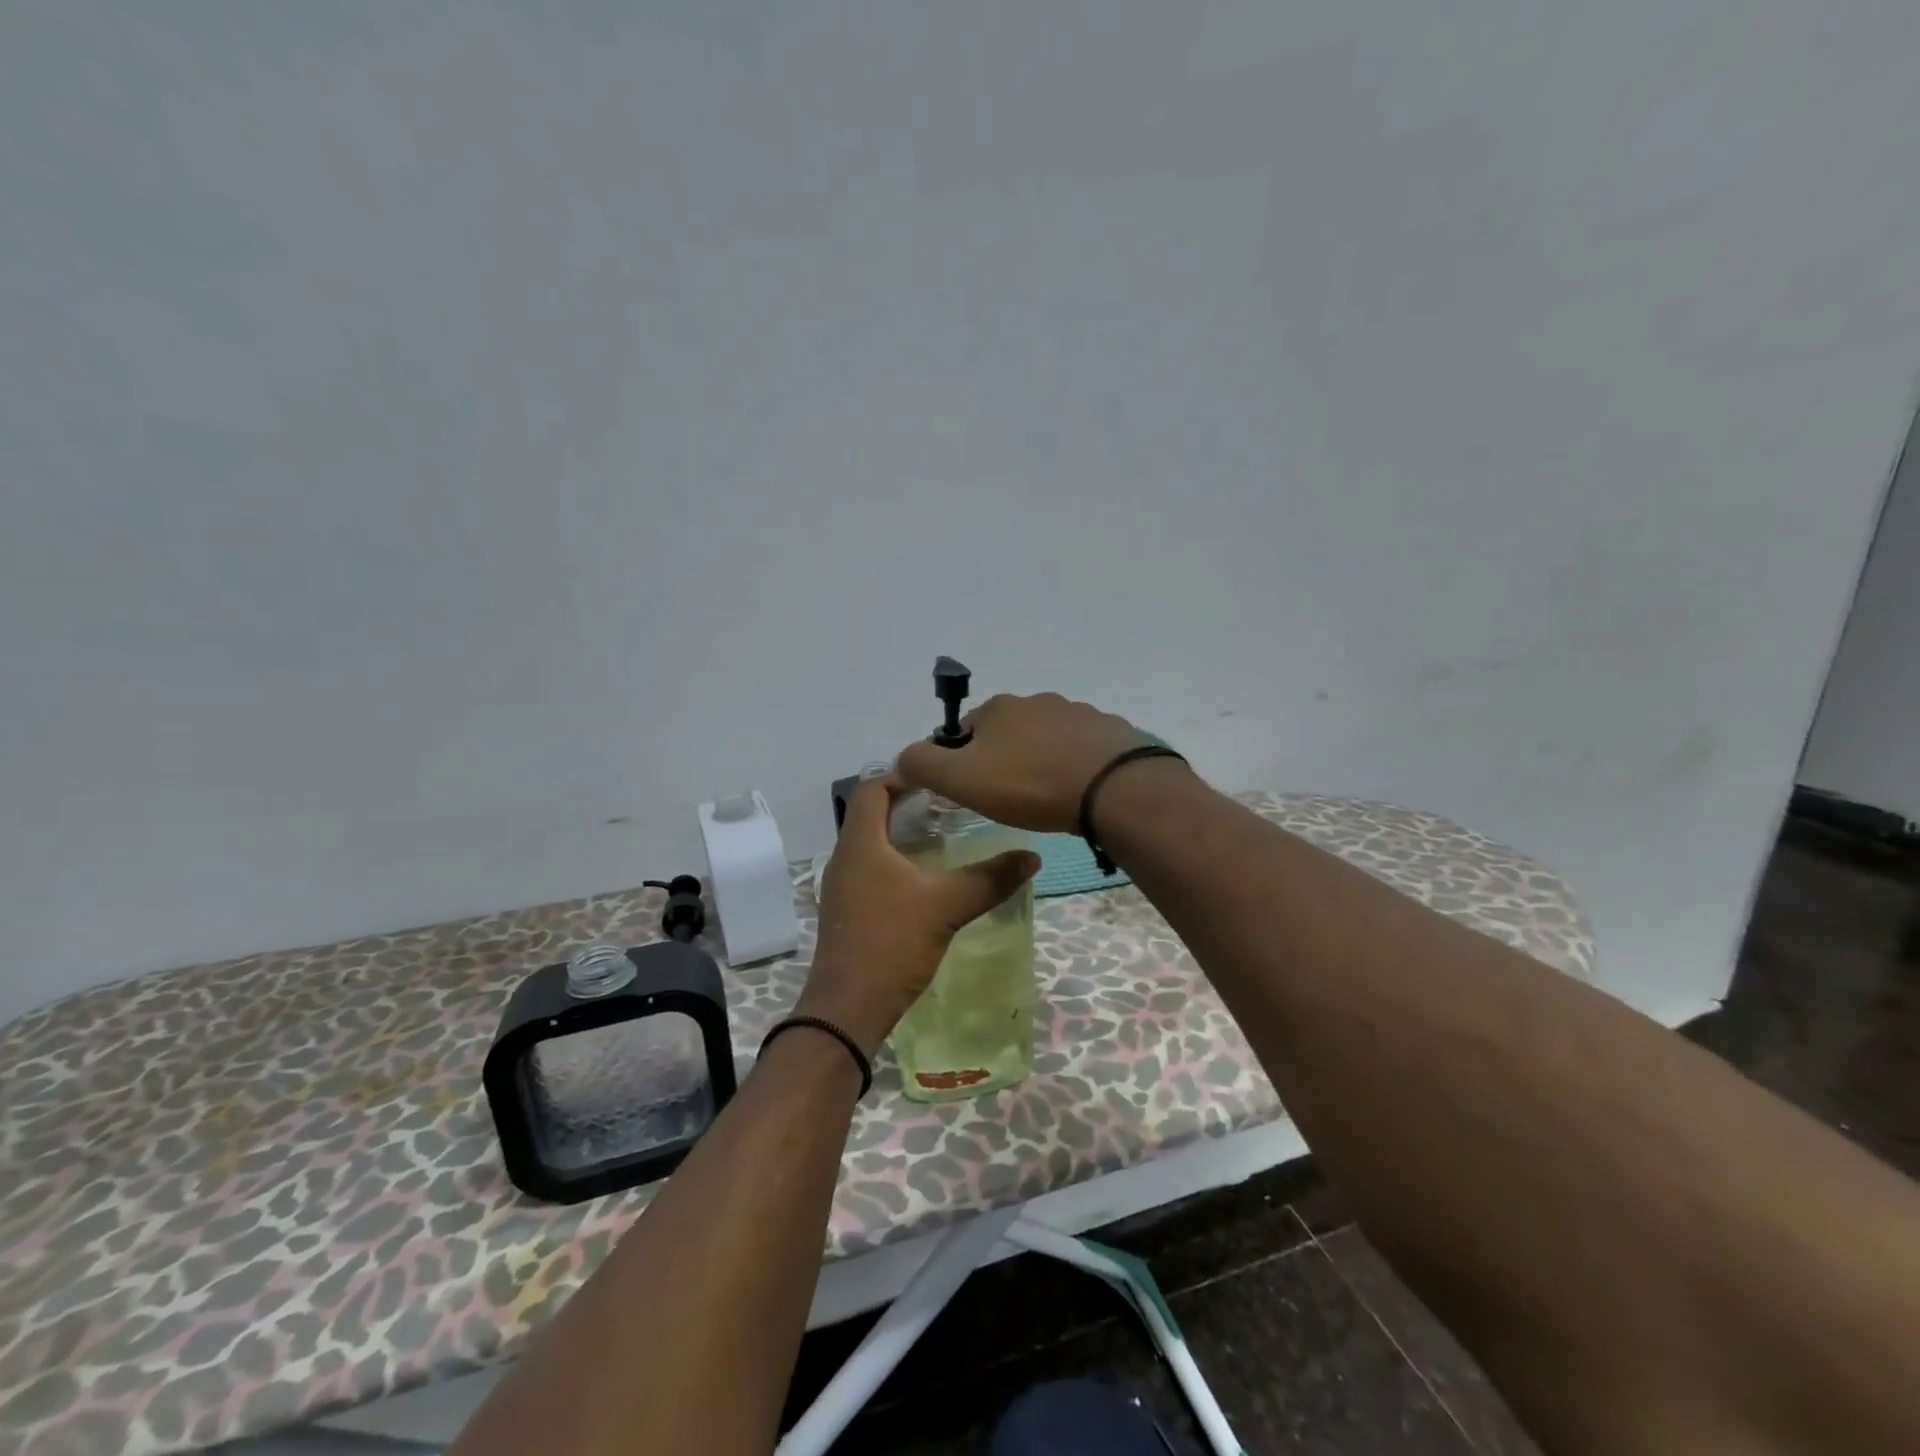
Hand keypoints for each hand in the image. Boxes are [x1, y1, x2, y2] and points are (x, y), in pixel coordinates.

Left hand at [798, 775, 1039, 1058]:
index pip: (872, 789)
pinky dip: (896, 860)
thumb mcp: (946, 907)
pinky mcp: (848, 911)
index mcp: (860, 844)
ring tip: (943, 833)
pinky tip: (925, 876)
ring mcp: (842, 887)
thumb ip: (989, 879)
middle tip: (949, 802)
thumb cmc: (891, 944)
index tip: (938, 775)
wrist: (847, 1010)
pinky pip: (870, 869)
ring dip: (901, 833)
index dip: (902, 775)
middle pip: (871, 814)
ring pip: (871, 843)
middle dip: (907, 803)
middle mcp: (845, 858)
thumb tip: (1032, 857)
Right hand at [895, 692, 1163, 832]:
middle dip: (1004, 761)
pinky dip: (1074, 766)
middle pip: (1007, 734)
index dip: (962, 762)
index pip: (965, 732)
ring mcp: (1078, 713)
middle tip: (1011, 799)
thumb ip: (923, 765)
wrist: (1114, 789)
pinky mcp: (1110, 732)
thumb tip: (903, 757)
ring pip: (1045, 740)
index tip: (973, 792)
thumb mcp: (962, 779)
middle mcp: (1037, 701)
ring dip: (1041, 762)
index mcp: (999, 708)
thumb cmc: (1031, 784)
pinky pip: (1081, 749)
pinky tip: (1079, 792)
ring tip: (1047, 799)